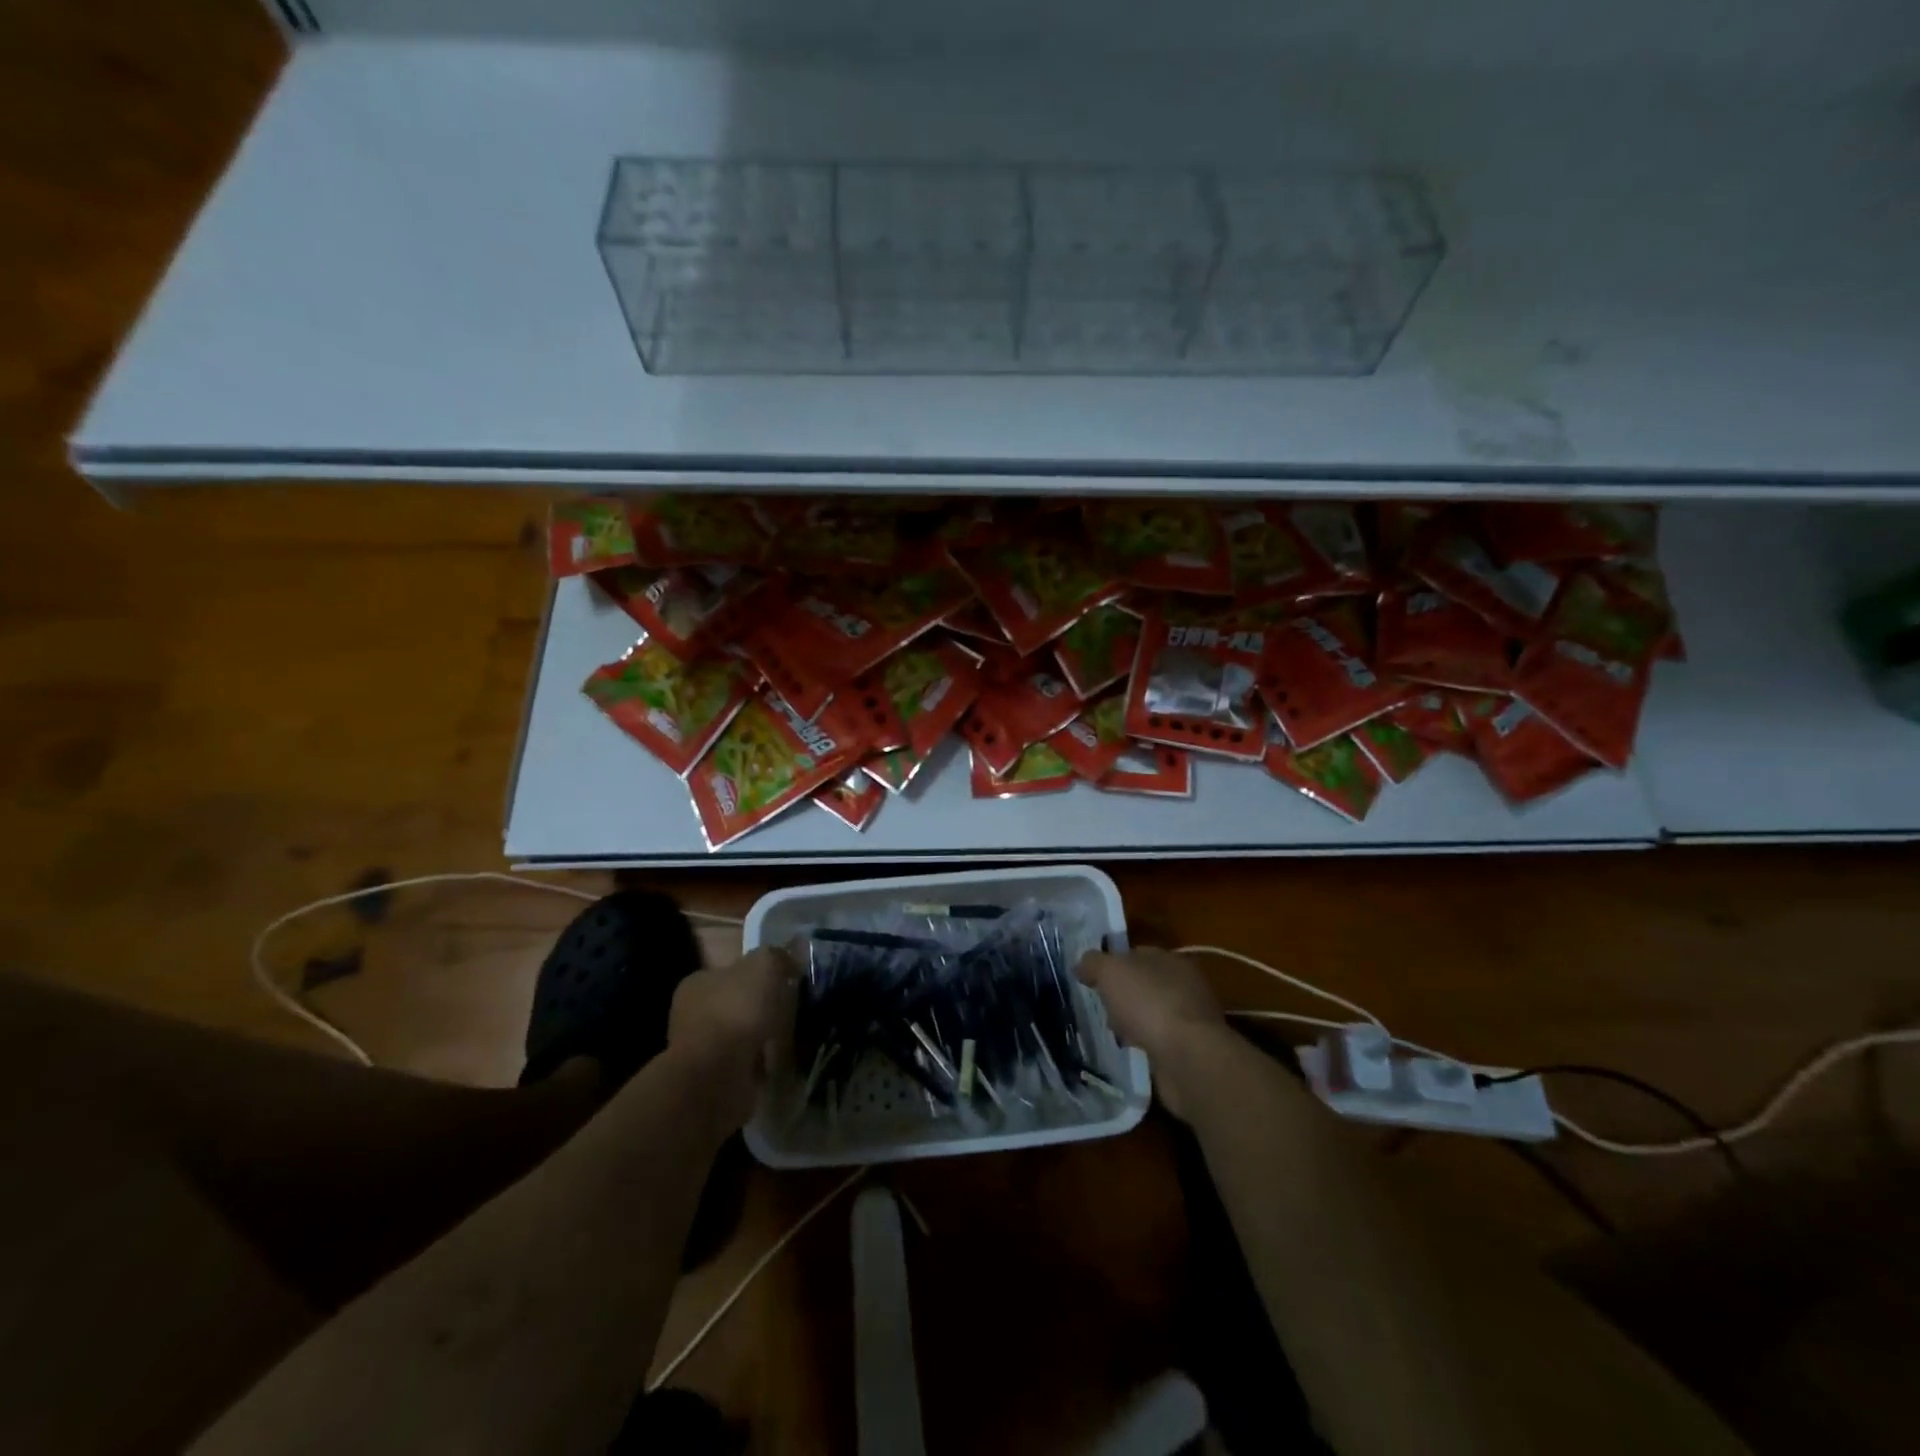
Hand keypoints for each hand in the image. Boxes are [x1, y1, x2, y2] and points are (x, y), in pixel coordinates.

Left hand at [666, 947, 791, 1128]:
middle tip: (792, 1009)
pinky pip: (745, 1065)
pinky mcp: (713, 1081)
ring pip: (740, 1036)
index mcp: (697, 984)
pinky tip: (780, 1062)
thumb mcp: (763, 966)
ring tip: (791, 1037)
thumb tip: (792, 956)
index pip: (729, 972)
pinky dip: (761, 1064)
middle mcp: (693, 1015)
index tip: (784, 980)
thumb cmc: (735, 1012)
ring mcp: (701, 1050)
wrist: (715, 1078)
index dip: (757, 974)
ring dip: (762, 1038)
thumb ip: (778, 956)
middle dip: (761, 1008)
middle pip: (736, 1004)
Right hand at [1077, 947, 1231, 1119]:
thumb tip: (1082, 964)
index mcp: (1169, 959)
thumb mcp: (1111, 972)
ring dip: (1133, 1022)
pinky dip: (1146, 1043)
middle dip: (1122, 995)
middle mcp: (1184, 984)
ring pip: (1152, 1013)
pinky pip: (1160, 1039)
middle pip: (1144, 984)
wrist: (1189, 1058)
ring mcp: (1190, 1018)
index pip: (1136, 954)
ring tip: (1113, 1033)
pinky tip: (1132, 1051)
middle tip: (1100, 1008)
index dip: (1112, 963)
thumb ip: (1093, 963)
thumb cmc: (1149, 1004)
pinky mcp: (1191, 1049)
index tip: (1091, 979)